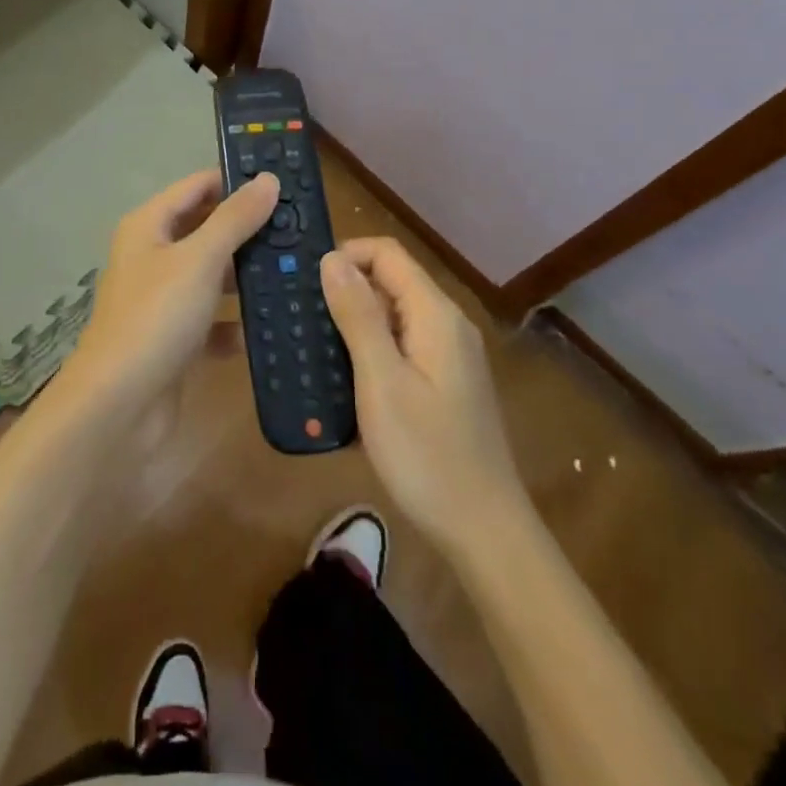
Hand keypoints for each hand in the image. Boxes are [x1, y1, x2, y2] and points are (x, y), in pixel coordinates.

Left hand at [62, 169, 279, 410]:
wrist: (118, 407)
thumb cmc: (156, 317)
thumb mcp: (200, 259)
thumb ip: (235, 218)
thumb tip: (268, 178)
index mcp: (148, 226)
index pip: (197, 186)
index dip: (235, 180)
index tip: (283, 182)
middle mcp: (152, 257)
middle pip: (205, 230)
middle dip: (247, 230)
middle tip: (299, 227)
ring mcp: (162, 300)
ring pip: (210, 276)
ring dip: (244, 276)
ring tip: (296, 270)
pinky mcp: (173, 339)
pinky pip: (210, 321)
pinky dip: (233, 324)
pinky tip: (266, 327)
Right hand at [321, 239, 524, 555]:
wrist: (484, 532)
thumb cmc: (427, 454)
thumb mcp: (381, 382)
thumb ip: (357, 315)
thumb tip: (331, 259)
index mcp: (435, 314)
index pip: (387, 253)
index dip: (345, 255)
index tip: (306, 281)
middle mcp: (447, 324)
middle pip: (391, 281)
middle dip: (345, 289)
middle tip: (301, 316)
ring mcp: (449, 354)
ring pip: (394, 315)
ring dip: (354, 322)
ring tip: (314, 347)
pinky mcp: (445, 382)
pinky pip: (402, 345)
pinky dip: (371, 350)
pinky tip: (345, 380)